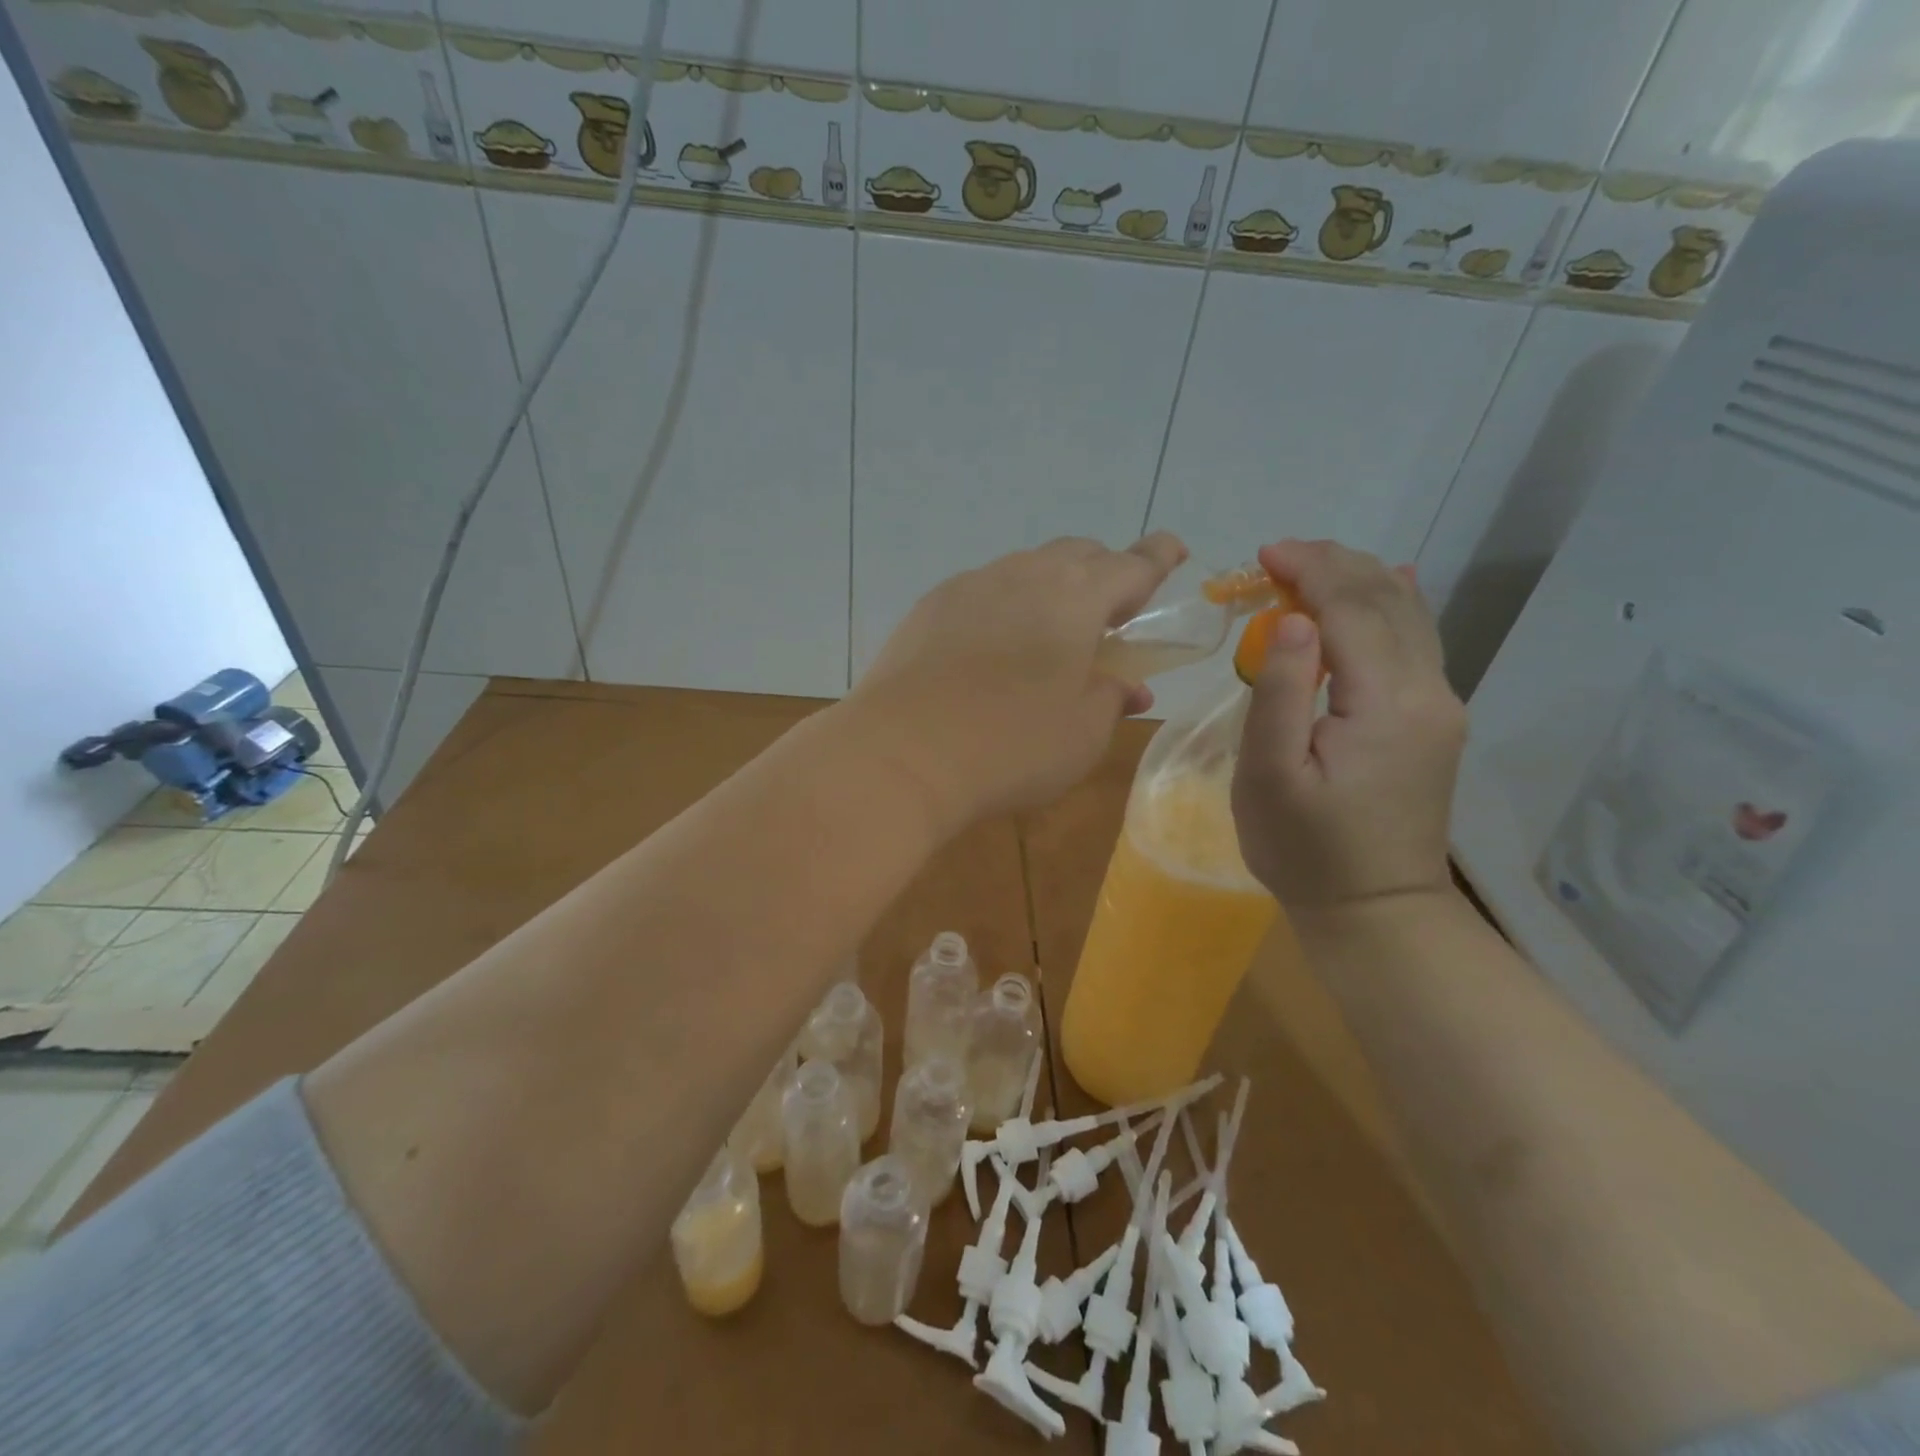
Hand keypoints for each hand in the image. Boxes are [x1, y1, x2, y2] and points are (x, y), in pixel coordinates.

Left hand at [848, 533, 1186, 830]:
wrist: (901, 754)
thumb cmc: (1010, 747)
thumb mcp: (1081, 736)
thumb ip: (1110, 700)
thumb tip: (1126, 686)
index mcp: (1075, 598)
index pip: (1130, 565)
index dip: (1157, 558)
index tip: (1173, 550)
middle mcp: (1024, 575)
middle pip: (1077, 554)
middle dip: (1103, 573)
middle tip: (1110, 614)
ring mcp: (970, 586)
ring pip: (1025, 568)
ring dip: (1050, 588)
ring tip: (1049, 633)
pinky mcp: (929, 606)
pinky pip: (982, 590)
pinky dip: (1004, 605)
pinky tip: (993, 646)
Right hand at [1231, 540, 1465, 912]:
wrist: (1375, 910)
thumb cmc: (1305, 849)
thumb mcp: (1267, 776)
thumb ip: (1279, 692)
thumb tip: (1291, 621)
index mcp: (1385, 702)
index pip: (1352, 607)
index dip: (1309, 570)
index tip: (1263, 555)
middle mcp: (1428, 691)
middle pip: (1387, 601)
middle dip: (1333, 565)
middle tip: (1276, 556)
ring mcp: (1440, 706)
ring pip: (1409, 616)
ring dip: (1359, 581)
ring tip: (1310, 566)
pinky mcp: (1435, 722)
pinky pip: (1418, 643)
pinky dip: (1391, 606)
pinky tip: (1389, 584)